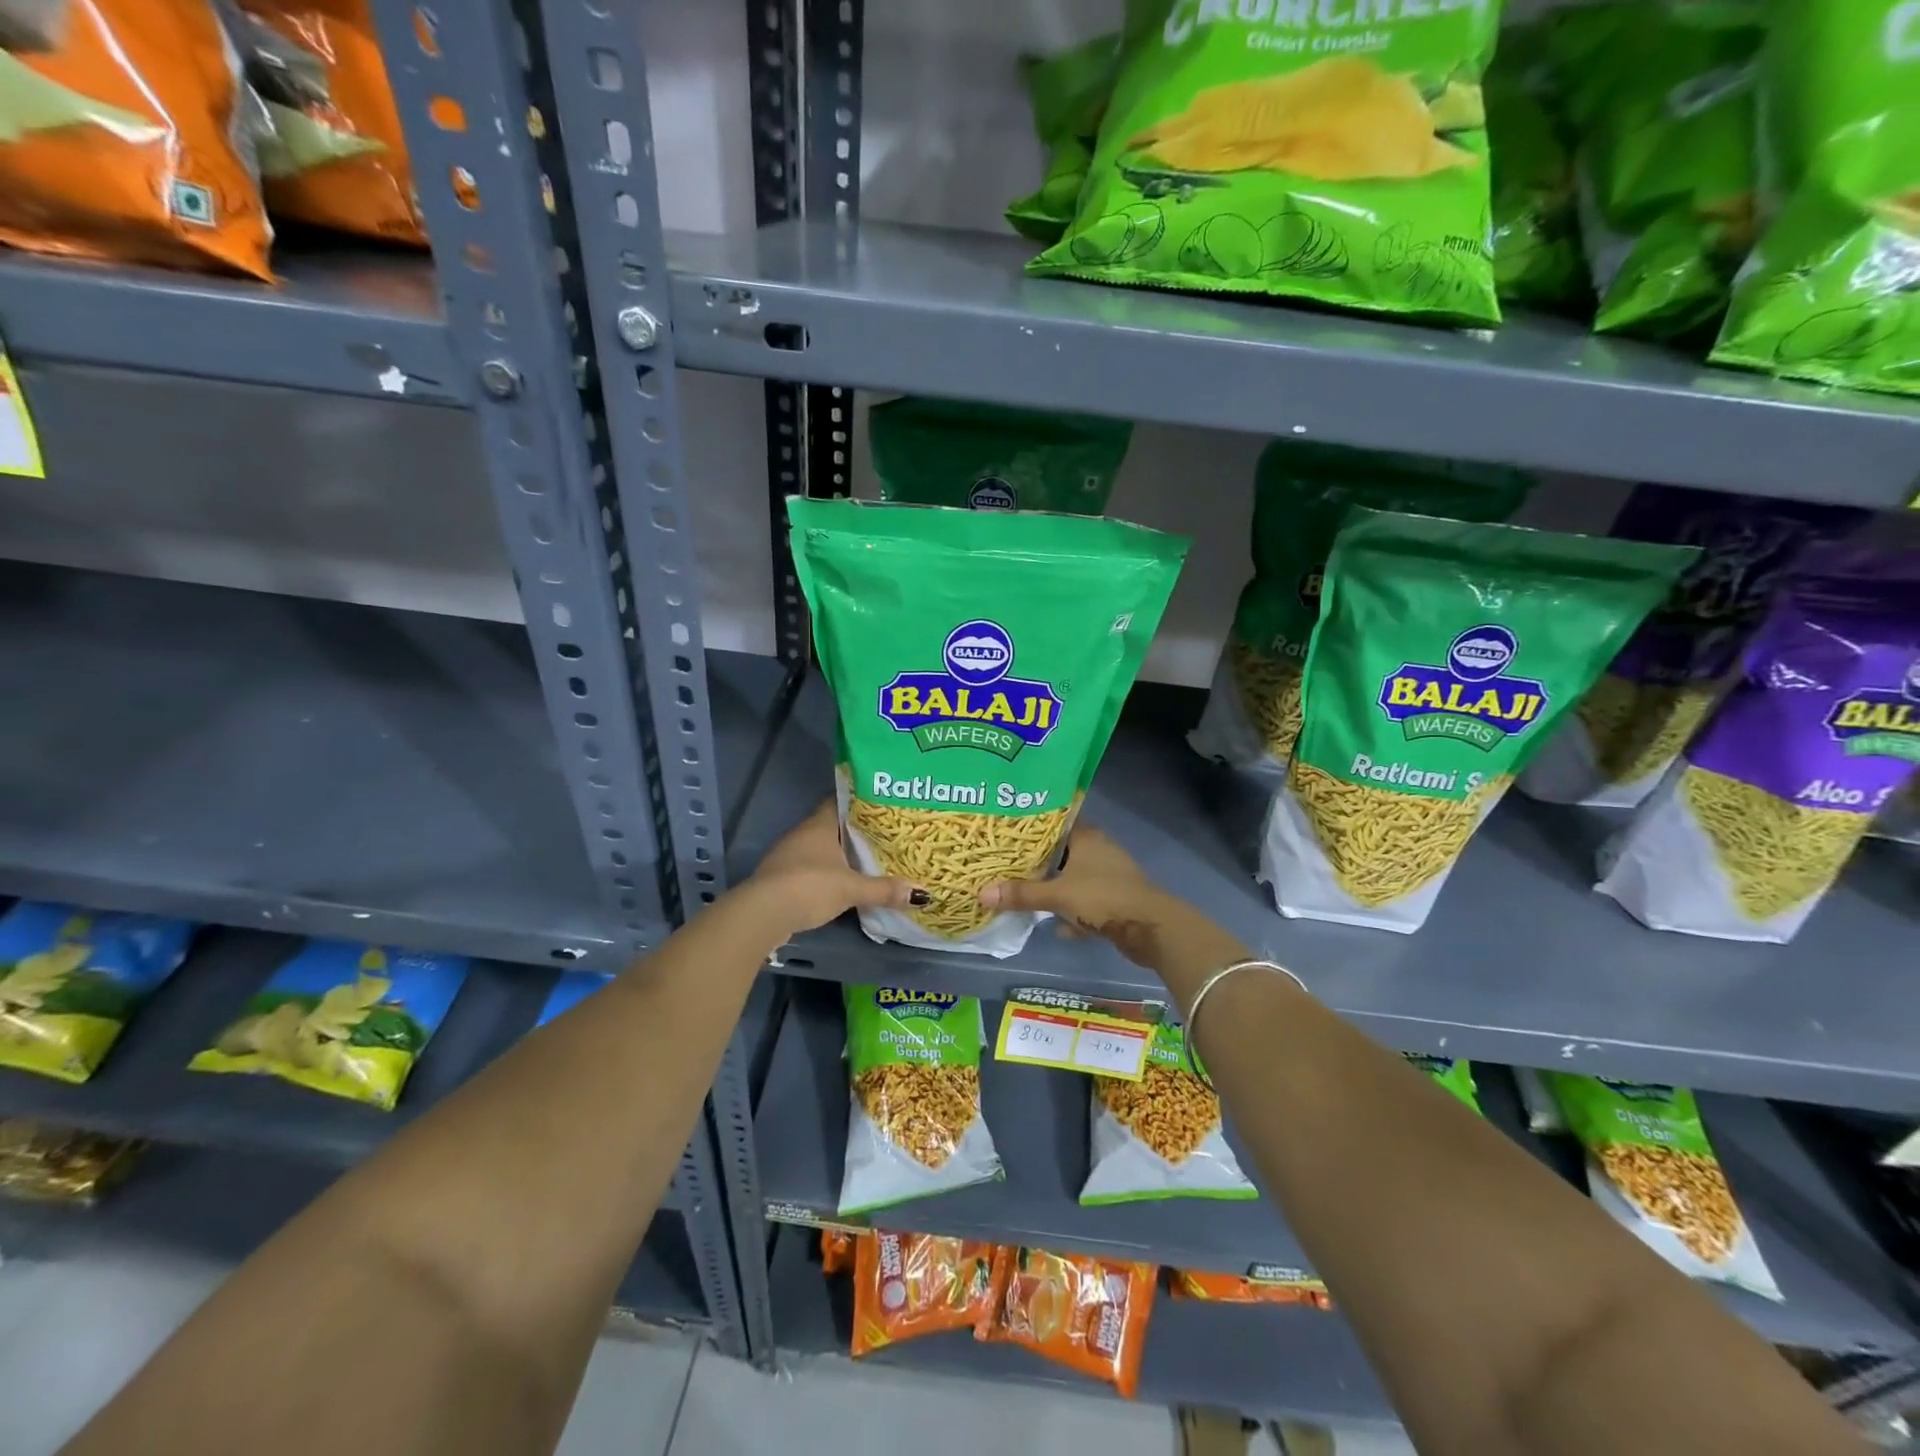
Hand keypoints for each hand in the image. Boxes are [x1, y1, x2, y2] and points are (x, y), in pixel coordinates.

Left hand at [745, 801, 920, 936]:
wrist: (762, 914)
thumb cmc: (809, 887)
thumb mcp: (851, 889)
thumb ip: (884, 890)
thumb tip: (922, 894)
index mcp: (819, 825)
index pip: (838, 801)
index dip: (857, 802)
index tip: (879, 805)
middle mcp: (802, 834)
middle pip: (831, 826)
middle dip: (852, 832)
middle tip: (882, 835)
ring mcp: (787, 856)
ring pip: (819, 849)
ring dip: (837, 855)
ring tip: (865, 860)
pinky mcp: (780, 878)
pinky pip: (808, 869)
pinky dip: (824, 874)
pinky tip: (839, 884)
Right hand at [978, 828, 1170, 963]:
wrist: (1151, 929)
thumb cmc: (1103, 898)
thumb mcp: (1057, 895)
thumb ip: (1021, 894)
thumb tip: (981, 893)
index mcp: (1087, 837)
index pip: (1056, 822)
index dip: (1033, 826)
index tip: (1008, 831)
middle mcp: (1099, 851)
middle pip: (1062, 851)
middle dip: (1039, 861)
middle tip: (1008, 864)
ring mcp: (1109, 876)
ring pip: (1074, 878)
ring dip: (1056, 888)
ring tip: (1026, 893)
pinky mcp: (1115, 900)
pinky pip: (1086, 902)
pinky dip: (1073, 912)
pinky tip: (1057, 926)